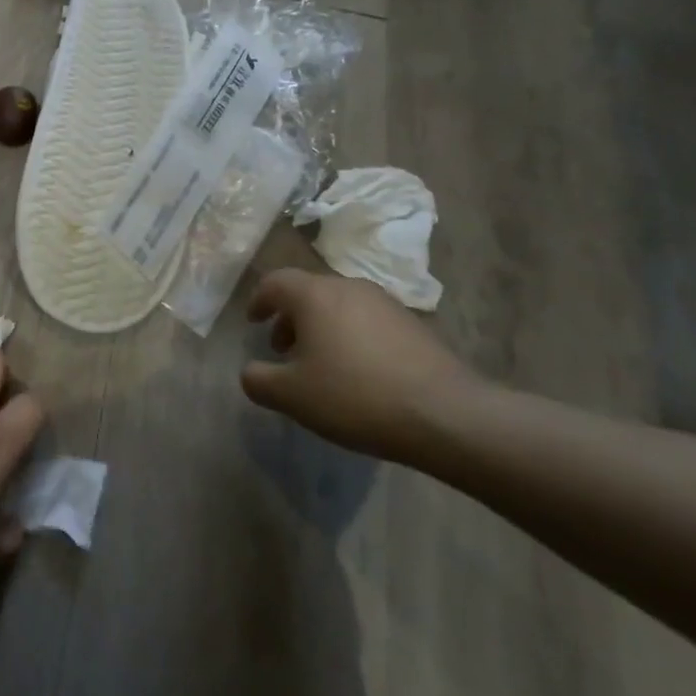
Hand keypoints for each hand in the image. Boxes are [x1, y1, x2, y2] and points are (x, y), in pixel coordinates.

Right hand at [241, 269, 478, 462]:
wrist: (444, 413)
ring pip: (339, 305)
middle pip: (309, 292)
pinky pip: (367, 321)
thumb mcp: (291, 395)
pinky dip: (350, 336)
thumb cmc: (354, 396)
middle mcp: (349, 287)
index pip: (275, 282)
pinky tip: (357, 374)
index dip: (258, 300)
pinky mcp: (413, 324)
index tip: (253, 322)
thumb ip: (258, 379)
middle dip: (290, 317)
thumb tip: (251, 371)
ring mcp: (385, 303)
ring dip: (321, 328)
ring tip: (319, 365)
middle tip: (282, 349)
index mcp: (315, 295)